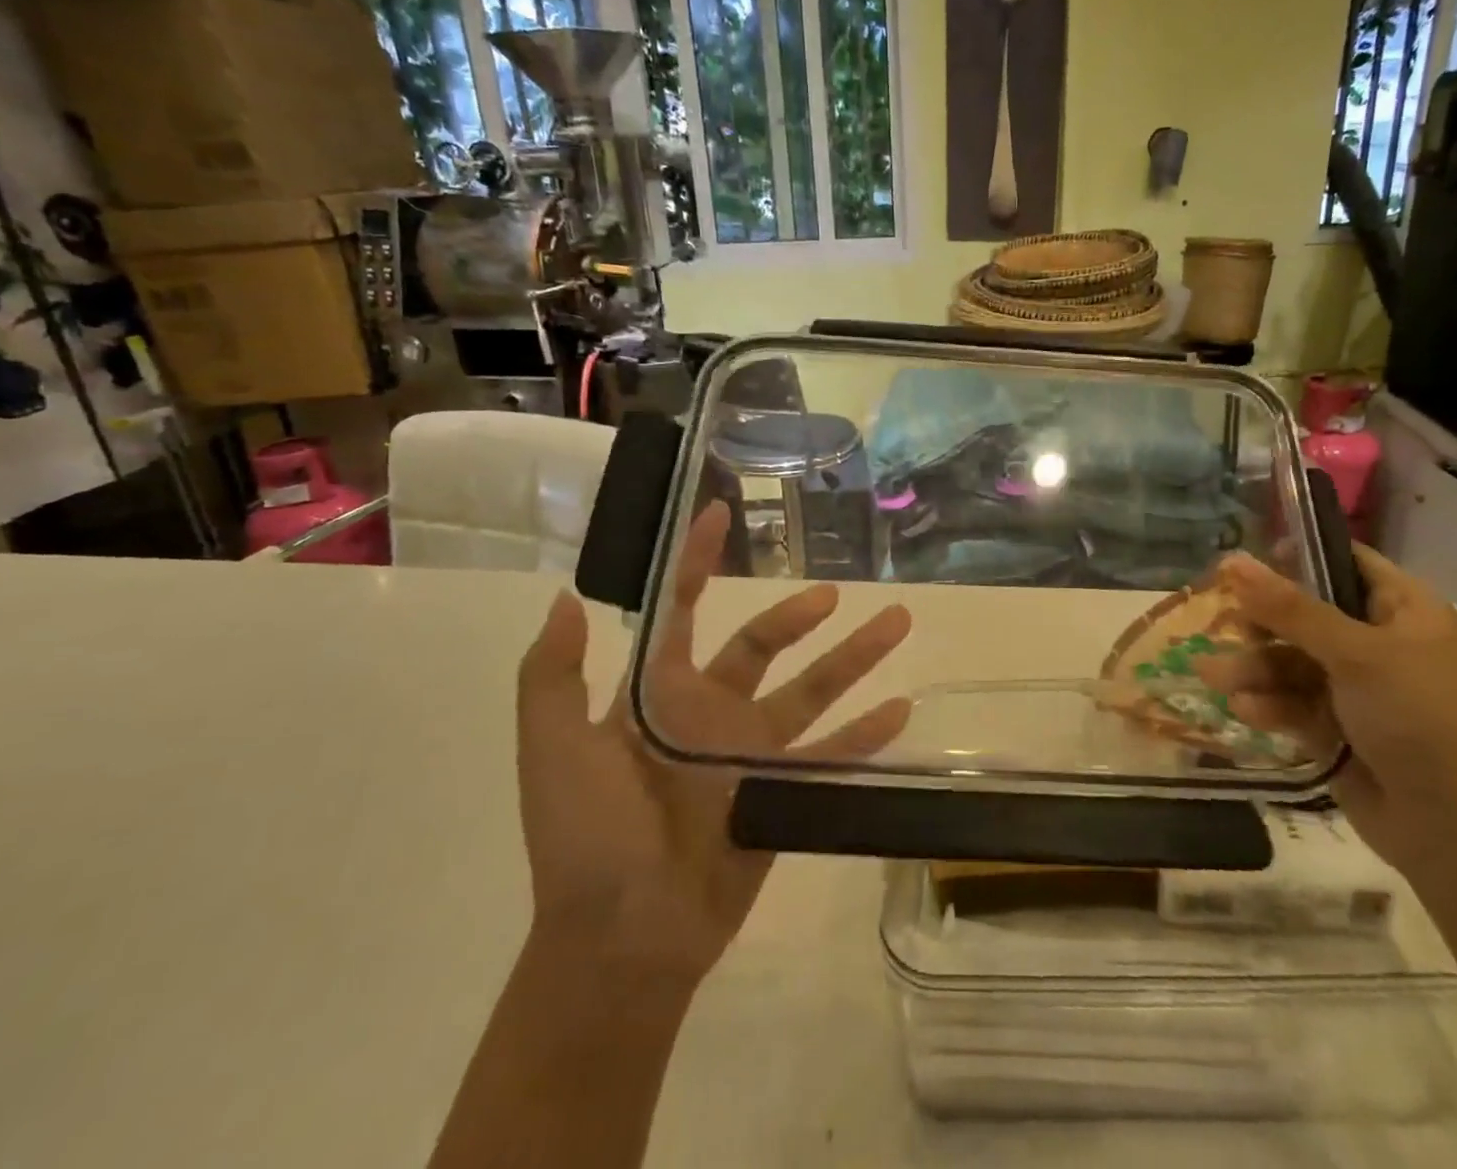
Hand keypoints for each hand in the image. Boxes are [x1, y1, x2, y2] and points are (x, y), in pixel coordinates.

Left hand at [514, 501, 911, 981]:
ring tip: (897, 622)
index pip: (682, 609)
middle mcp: (710, 711)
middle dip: (798, 615)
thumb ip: (553, 677)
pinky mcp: (781, 792)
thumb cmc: (585, 839)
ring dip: (854, 658)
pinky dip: (865, 734)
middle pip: (763, 645)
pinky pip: (832, 754)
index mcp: (659, 694)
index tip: (718, 513)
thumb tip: (568, 597)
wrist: (621, 943)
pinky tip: (903, 709)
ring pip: (812, 690)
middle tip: (834, 594)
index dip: (697, 560)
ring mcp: (750, 752)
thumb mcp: (553, 751)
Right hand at [1203, 546, 1456, 874]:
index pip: (1345, 562)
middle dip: (1262, 625)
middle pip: (1305, 615)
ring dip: (1253, 669)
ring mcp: (1357, 689)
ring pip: (1291, 662)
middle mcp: (1379, 643)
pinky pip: (1292, 703)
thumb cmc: (1419, 718)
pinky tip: (1245, 710)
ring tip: (1214, 677)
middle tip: (1228, 626)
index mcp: (1403, 610)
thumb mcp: (1355, 653)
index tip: (1247, 563)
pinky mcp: (1337, 729)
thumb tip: (1232, 559)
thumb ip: (1290, 608)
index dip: (1297, 557)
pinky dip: (1269, 704)